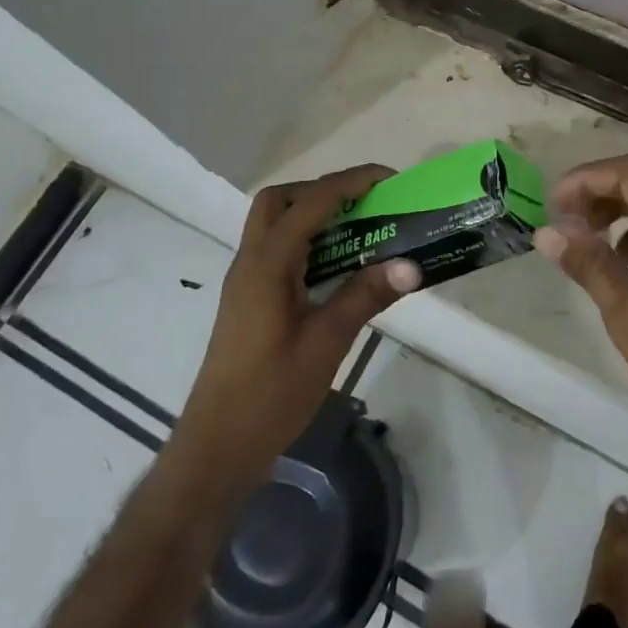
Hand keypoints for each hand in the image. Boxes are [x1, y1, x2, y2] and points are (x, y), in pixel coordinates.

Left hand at [172, 164, 420, 494]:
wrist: (216, 447)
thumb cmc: (270, 395)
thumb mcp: (326, 343)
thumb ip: (365, 297)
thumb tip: (410, 265)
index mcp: (267, 265)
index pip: (310, 203)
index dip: (350, 182)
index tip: (389, 180)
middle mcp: (251, 263)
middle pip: (279, 201)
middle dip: (323, 190)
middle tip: (364, 204)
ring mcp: (246, 282)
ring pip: (274, 225)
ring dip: (314, 215)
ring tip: (360, 230)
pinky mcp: (249, 301)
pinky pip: (277, 251)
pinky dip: (308, 242)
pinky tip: (338, 268)